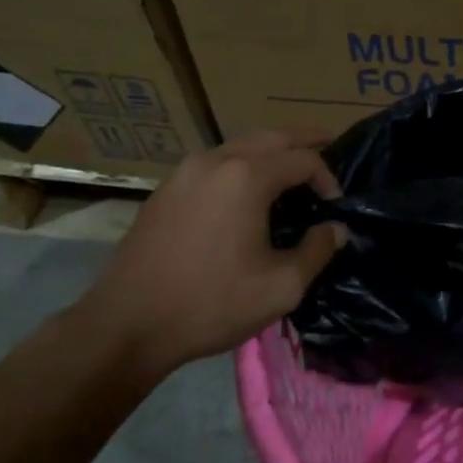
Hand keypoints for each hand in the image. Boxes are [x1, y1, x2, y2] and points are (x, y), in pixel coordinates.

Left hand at [73, 128, 346, 375]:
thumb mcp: (281, 287)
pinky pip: (215, 162)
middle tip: (330, 143)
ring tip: (292, 165)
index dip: (327, 177)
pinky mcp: (166, 190)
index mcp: (246, 178)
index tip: (336, 206)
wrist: (126, 326)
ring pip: (240, 144)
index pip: (303, 159)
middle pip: (271, 136)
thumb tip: (336, 229)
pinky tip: (249, 188)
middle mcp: (215, 162)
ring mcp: (184, 172)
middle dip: (304, 139)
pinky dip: (242, 163)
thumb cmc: (211, 304)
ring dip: (271, 149)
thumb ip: (317, 251)